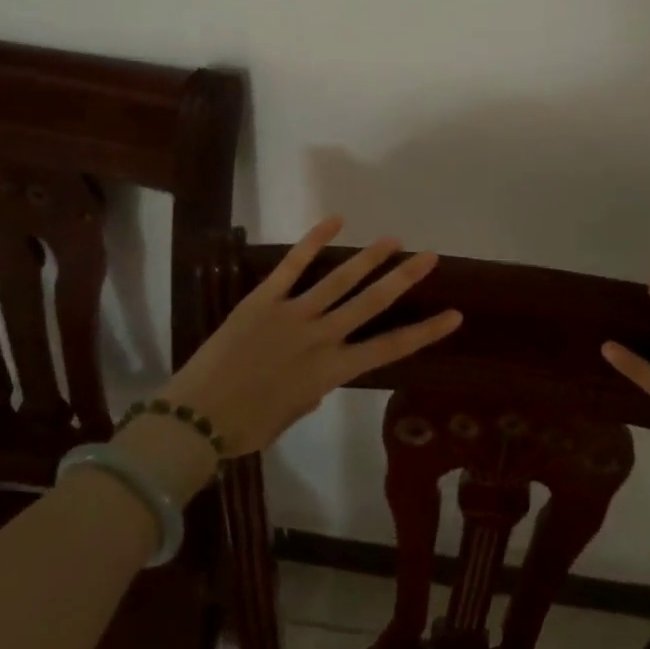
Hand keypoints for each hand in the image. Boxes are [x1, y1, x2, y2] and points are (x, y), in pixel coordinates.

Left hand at [156, 217, 462, 457]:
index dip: (425, 332)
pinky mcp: (264, 299)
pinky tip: (335, 220)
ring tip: (393, 239)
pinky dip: (313, 242)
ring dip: (368, 258)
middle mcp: (321, 338)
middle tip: (429, 257)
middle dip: (403, 279)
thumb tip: (317, 374)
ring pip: (339, 280)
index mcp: (331, 372)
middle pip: (371, 304)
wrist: (196, 418)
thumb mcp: (290, 414)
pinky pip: (292, 266)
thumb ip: (311, 390)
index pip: (389, 349)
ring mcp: (293, 314)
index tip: (454, 315)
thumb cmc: (245, 428)